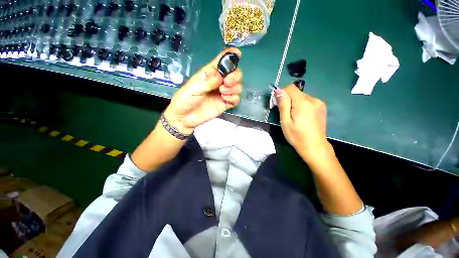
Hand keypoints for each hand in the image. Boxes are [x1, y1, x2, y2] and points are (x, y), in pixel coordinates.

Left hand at [163, 48, 242, 134]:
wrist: (185, 117)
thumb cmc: (186, 99)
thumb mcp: (194, 88)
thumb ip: (209, 82)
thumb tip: (222, 76)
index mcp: (210, 74)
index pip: (222, 62)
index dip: (230, 56)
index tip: (237, 53)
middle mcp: (219, 82)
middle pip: (235, 74)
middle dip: (235, 76)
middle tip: (227, 81)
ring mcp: (223, 94)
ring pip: (238, 87)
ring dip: (233, 88)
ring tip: (222, 92)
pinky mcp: (225, 104)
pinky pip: (236, 99)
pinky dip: (234, 98)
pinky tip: (225, 100)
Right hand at [276, 84, 328, 160]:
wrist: (315, 146)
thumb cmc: (297, 136)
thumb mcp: (285, 121)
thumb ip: (283, 105)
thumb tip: (279, 91)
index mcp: (303, 103)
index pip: (290, 88)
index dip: (282, 93)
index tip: (278, 103)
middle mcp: (313, 99)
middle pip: (296, 92)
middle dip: (288, 99)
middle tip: (285, 112)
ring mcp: (319, 103)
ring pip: (302, 97)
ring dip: (295, 102)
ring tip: (294, 116)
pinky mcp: (322, 107)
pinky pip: (308, 101)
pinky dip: (302, 105)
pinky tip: (302, 116)